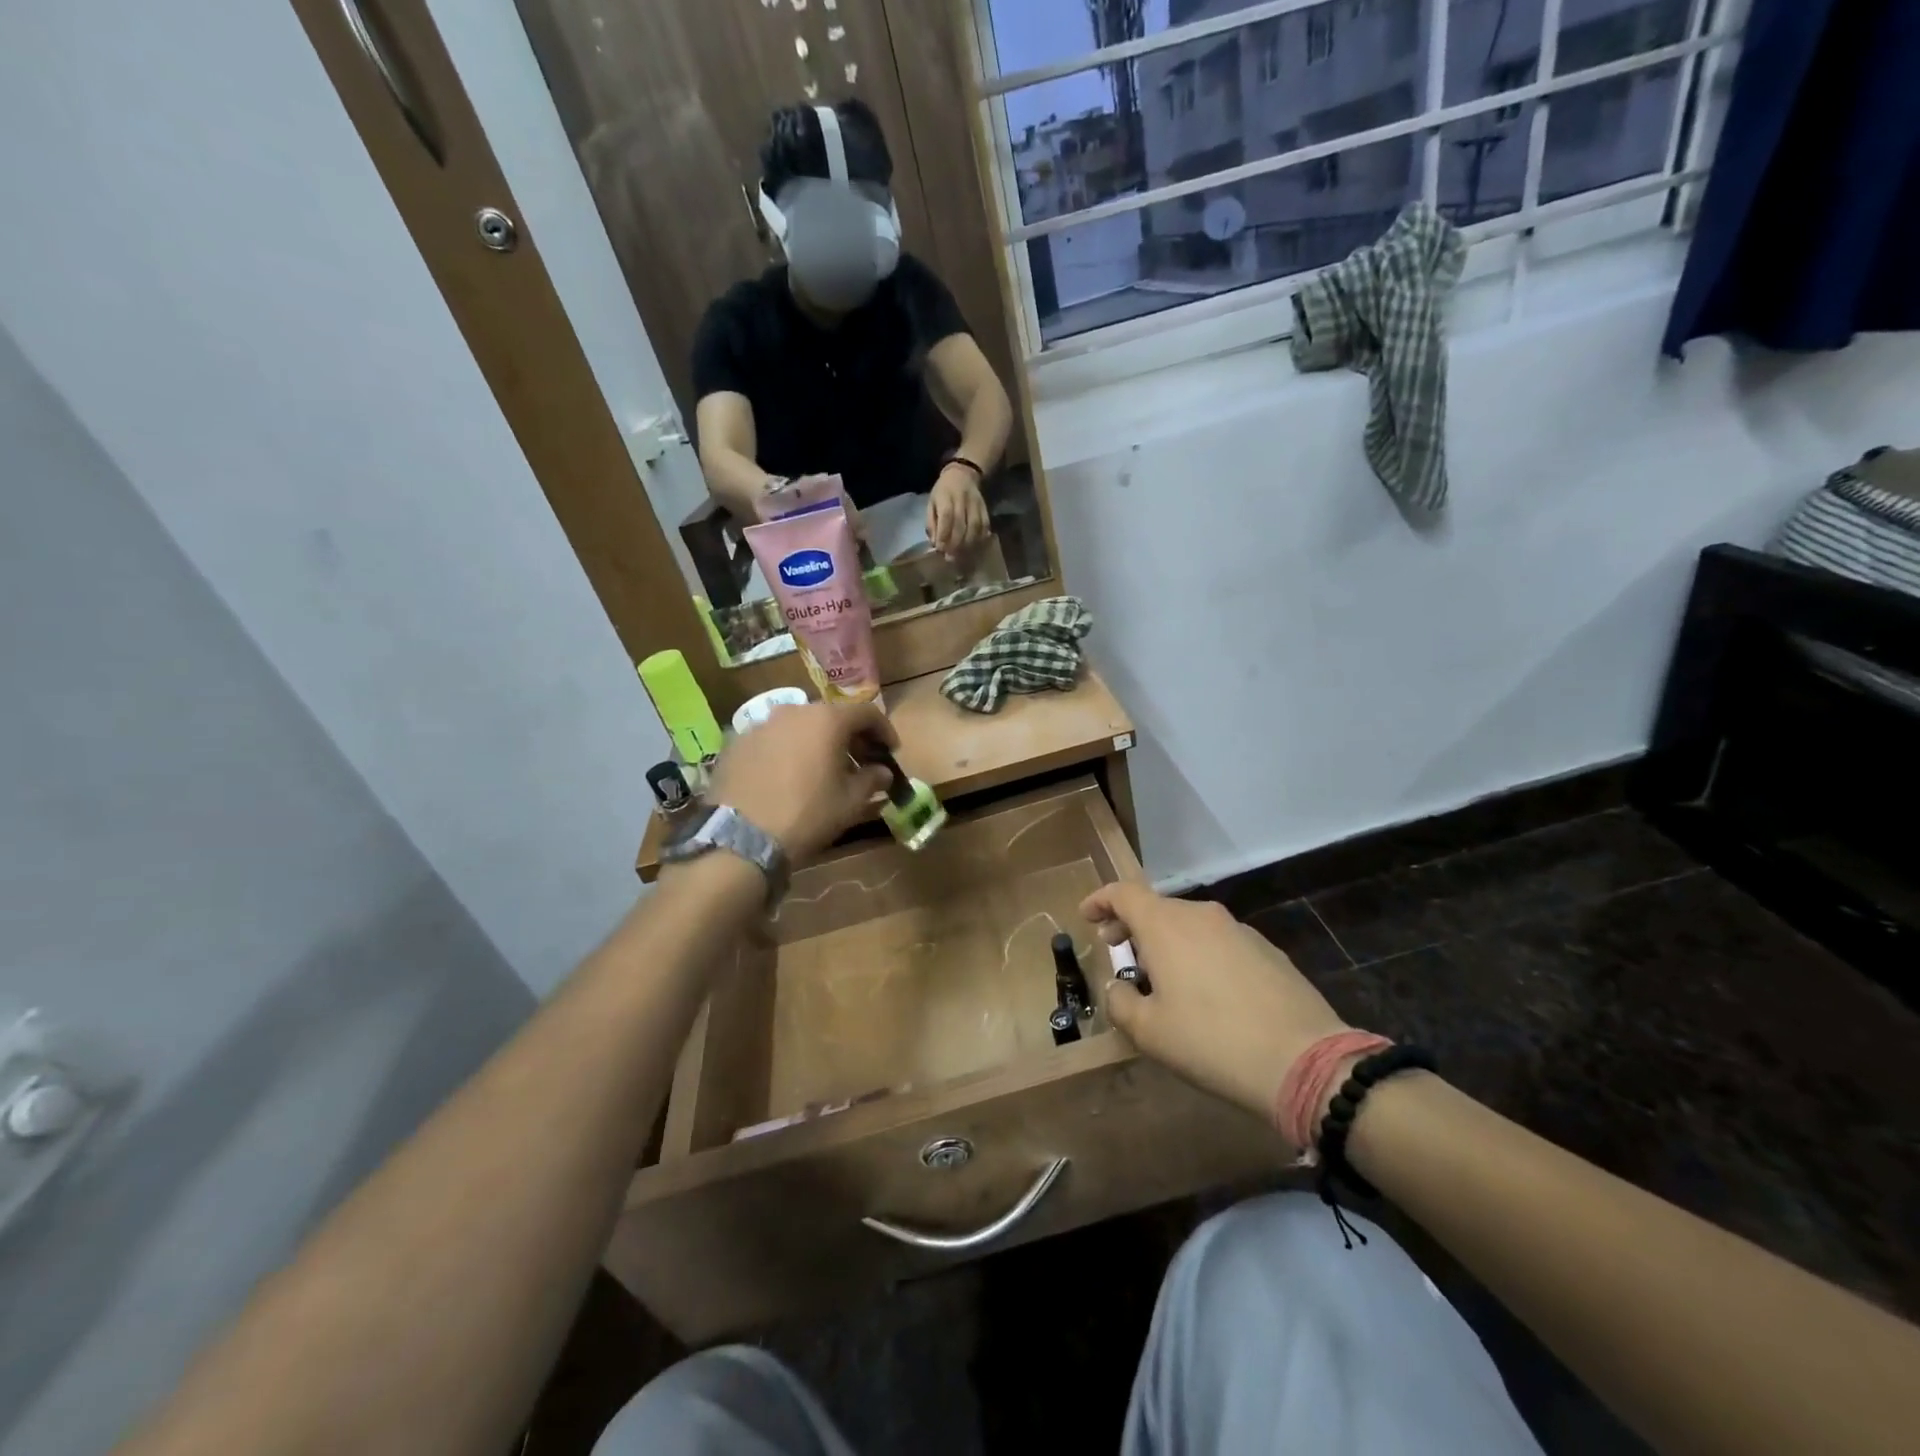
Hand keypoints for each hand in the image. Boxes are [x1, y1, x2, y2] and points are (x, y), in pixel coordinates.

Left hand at [705, 701, 895, 862]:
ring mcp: (760, 725)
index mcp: (827, 720)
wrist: (742, 838)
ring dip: (816, 742)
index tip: (890, 751)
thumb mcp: (850, 801)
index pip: (866, 713)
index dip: (884, 731)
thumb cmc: (807, 814)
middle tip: (859, 762)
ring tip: (821, 770)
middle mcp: (793, 711)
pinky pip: (772, 740)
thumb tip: (882, 771)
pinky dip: (787, 751)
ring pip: (799, 726)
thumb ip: (871, 779)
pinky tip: (787, 777)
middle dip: (849, 737)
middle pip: (831, 716)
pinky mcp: (736, 743)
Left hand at [927, 465, 989, 559]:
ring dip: (968, 544)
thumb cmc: (943, 492)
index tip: (940, 549)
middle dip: (955, 544)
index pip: (946, 517)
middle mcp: (962, 500)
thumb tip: (934, 543)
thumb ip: (931, 523)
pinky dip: (981, 538)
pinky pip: (985, 525)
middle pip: (961, 524)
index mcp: (945, 497)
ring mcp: (976, 504)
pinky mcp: (985, 508)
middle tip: (951, 558)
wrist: (963, 474)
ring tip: (962, 555)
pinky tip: (975, 547)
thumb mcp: (931, 503)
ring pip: (975, 527)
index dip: (943, 534)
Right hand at [1081, 883, 1351, 1132]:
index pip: (1123, 893)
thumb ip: (1120, 1001)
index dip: (1100, 900)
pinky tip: (1206, 994)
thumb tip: (1120, 988)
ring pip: (1189, 925)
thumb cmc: (1211, 1041)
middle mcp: (1201, 915)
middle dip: (1132, 926)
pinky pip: (1218, 942)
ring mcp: (1239, 930)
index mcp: (1166, 925)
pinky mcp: (1267, 950)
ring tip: (1163, 981)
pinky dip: (1199, 955)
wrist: (1305, 1061)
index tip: (1086, 916)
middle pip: (1156, 908)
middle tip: (1119, 954)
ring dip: (1167, 943)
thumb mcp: (1148, 1031)